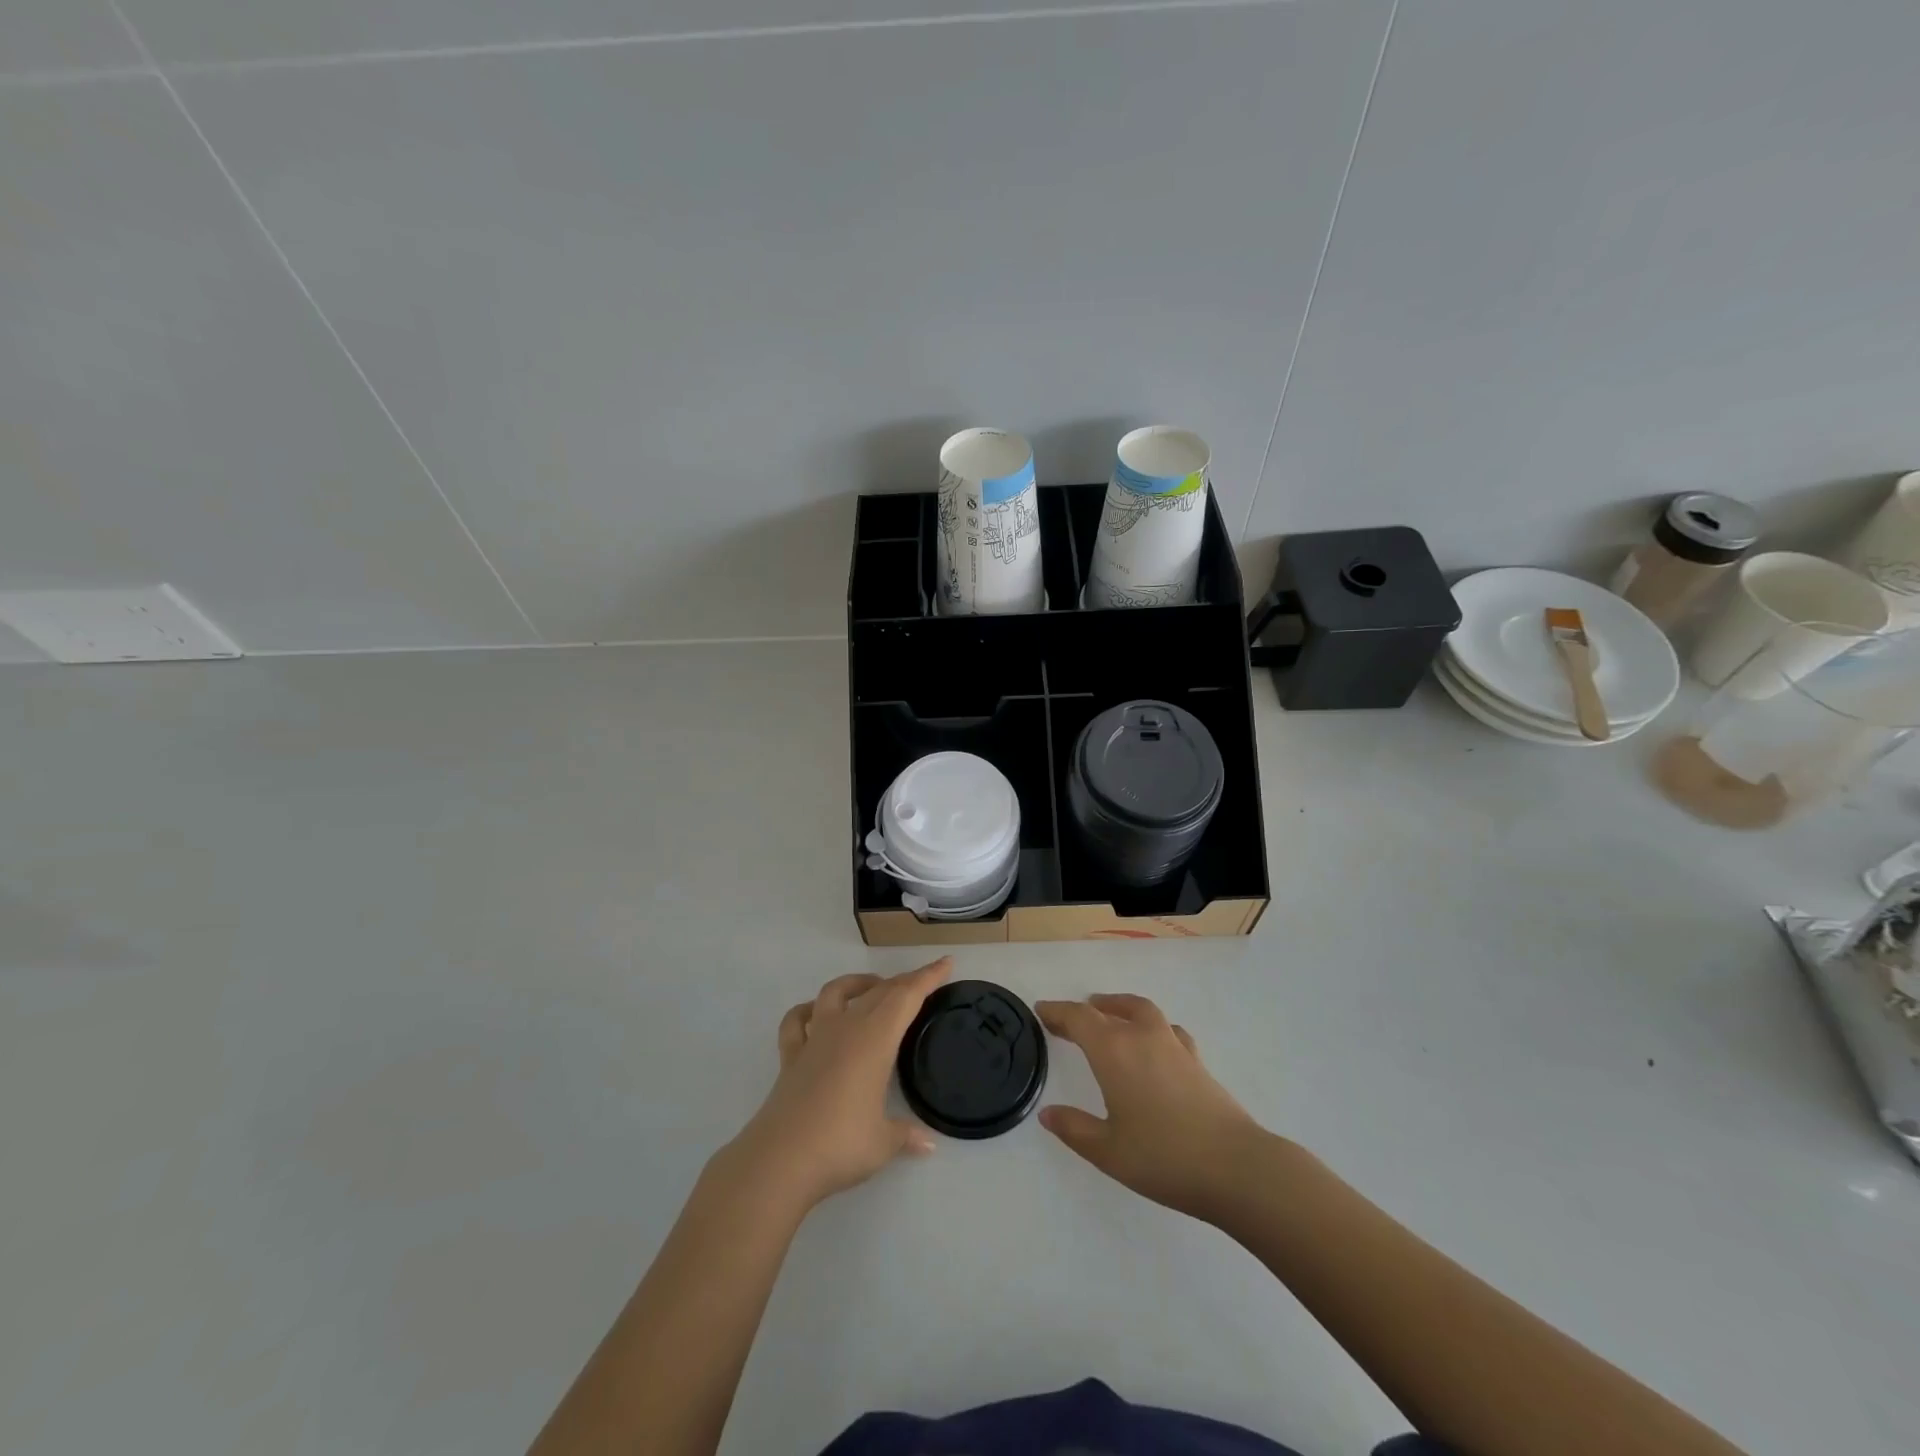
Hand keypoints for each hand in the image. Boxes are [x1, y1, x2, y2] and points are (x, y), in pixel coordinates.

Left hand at [727, 957, 951, 1212]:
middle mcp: (846, 1029)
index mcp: (875, 1040)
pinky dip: (807, 1011)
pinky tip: (815, 1014)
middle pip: (878, 992)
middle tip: (922, 982)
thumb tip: (928, 1145)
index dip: (928, 977)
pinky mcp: (790, 1057)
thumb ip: (906, 1135)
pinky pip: (796, 1021)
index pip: (906, 997)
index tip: (946, 963)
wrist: (780, 1161)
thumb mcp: (883, 1143)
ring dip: (856, 983)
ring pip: (835, 993)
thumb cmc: (841, 1145)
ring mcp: (814, 1040)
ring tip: (872, 987)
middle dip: (902, 982)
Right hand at [1036, 993, 1262, 1221]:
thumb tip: (1047, 1113)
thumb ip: (1074, 1128)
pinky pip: (1167, 1029)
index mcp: (1114, 1052)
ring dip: (1119, 1007)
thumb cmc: (1164, 1157)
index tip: (1041, 1011)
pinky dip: (1151, 1026)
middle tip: (1067, 1019)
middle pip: (1107, 1010)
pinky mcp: (1196, 1060)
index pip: (1079, 1019)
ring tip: (1108, 1014)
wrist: (1235, 1166)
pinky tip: (1153, 1043)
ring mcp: (1173, 1045)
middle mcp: (1142, 1037)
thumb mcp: (1108, 1151)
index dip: (1058, 1012)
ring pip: (1141, 1010)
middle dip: (1084, 1011)